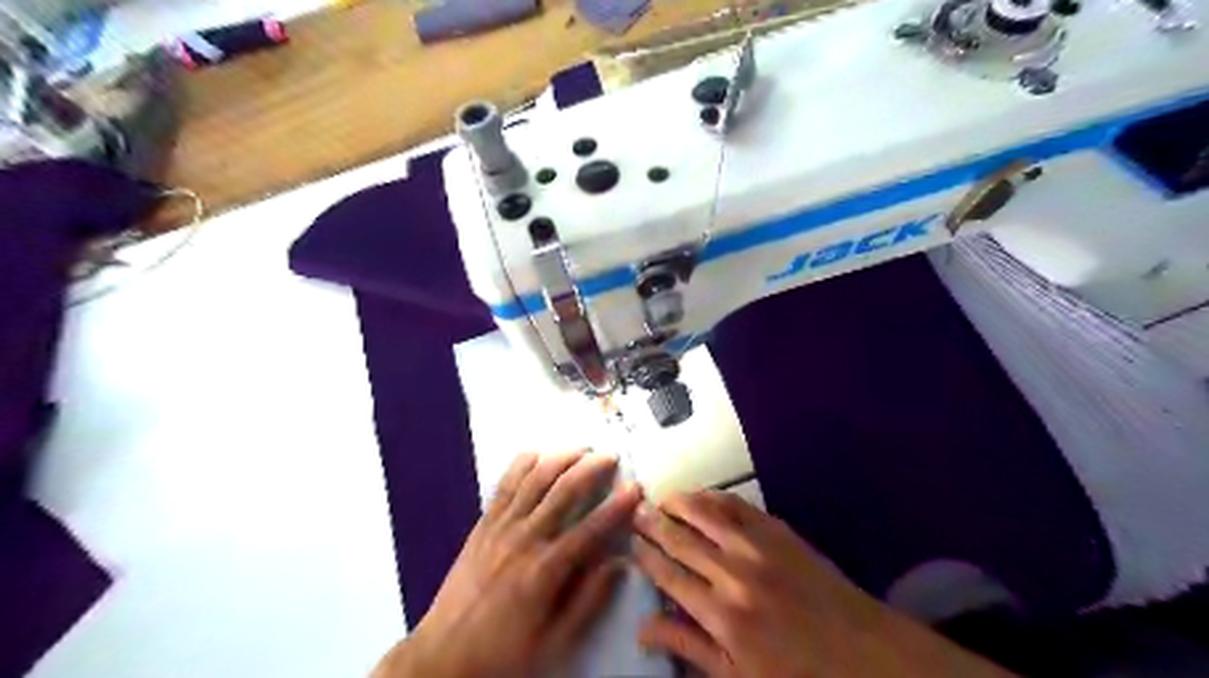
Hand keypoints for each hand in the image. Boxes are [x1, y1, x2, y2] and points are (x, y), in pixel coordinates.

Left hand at [377, 451, 640, 677]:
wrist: (443, 657)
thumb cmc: (504, 653)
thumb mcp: (555, 642)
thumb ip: (589, 601)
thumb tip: (620, 564)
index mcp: (546, 569)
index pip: (591, 528)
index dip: (617, 506)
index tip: (636, 489)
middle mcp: (525, 538)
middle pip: (564, 490)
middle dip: (591, 467)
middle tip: (611, 456)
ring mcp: (501, 527)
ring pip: (535, 479)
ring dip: (561, 458)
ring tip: (581, 449)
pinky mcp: (483, 524)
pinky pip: (504, 484)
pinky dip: (523, 464)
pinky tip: (537, 454)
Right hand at [634, 491, 1016, 677]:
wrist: (865, 652)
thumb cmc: (798, 674)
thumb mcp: (739, 676)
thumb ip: (690, 647)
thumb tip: (643, 630)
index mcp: (722, 613)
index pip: (669, 575)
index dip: (645, 555)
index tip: (630, 542)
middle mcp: (734, 572)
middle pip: (681, 538)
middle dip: (653, 522)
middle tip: (634, 510)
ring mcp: (759, 546)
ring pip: (706, 512)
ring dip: (679, 502)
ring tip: (661, 497)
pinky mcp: (780, 531)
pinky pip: (738, 506)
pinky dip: (714, 497)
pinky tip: (702, 496)